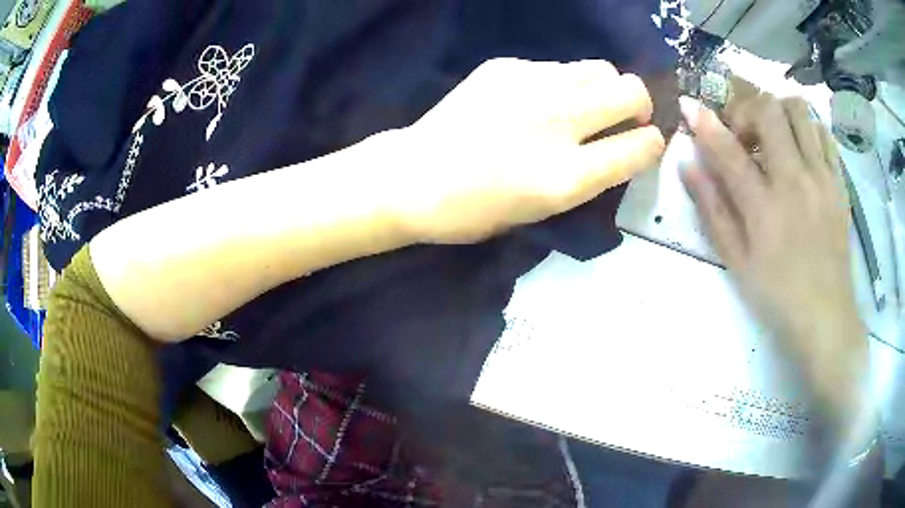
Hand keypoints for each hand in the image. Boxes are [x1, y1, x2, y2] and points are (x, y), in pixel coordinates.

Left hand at [385, 58, 664, 243]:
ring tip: (582, 104)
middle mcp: (558, 122)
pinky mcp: (506, 66)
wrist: (413, 177)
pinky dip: (561, 83)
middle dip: (639, 104)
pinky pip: (557, 66)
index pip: (641, 146)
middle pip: (630, 91)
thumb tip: (621, 146)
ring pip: (599, 68)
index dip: (652, 143)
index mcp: (567, 176)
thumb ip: (590, 176)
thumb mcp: (544, 209)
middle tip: (623, 116)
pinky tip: (534, 99)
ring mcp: (531, 85)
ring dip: (604, 87)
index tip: (647, 141)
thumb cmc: (476, 209)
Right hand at [679, 92, 867, 421]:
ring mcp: (822, 178)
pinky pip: (824, 133)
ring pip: (799, 111)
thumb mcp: (737, 262)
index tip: (689, 106)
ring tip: (773, 136)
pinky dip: (807, 129)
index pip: (728, 150)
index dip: (704, 123)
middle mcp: (795, 181)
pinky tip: (800, 149)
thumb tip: (688, 166)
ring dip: (778, 113)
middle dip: (746, 109)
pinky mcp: (838, 183)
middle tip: (742, 133)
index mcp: (765, 208)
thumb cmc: (778, 295)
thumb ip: (713, 210)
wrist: (826, 317)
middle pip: (768, 110)